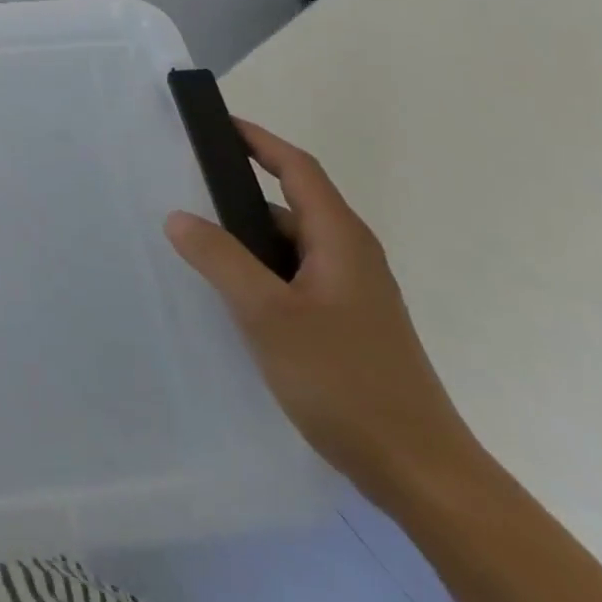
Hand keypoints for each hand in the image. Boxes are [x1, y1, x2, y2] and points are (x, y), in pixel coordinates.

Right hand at [166, 121, 479, 506]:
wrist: (423, 477)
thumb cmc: (345, 380)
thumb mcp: (268, 315)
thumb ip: (220, 259)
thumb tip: (177, 215)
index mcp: (340, 239)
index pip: (297, 167)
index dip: (258, 140)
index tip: (217, 124)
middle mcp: (351, 256)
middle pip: (291, 205)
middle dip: (240, 194)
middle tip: (188, 190)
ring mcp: (354, 294)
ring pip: (291, 247)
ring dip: (248, 240)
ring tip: (199, 247)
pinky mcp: (350, 326)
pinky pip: (296, 278)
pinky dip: (262, 272)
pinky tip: (234, 298)